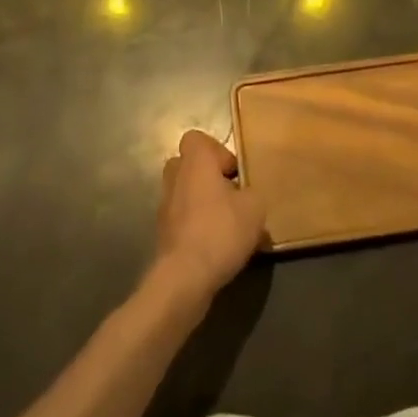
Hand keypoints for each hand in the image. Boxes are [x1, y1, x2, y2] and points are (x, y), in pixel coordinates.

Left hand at [153, 130, 266, 304]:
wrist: (184, 277)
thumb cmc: (220, 230)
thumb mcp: (255, 208)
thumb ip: (253, 193)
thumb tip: (246, 196)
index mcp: (195, 162)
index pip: (197, 139)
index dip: (217, 151)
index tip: (234, 172)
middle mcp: (175, 178)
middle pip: (190, 165)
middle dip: (209, 177)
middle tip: (231, 195)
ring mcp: (165, 206)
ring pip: (186, 193)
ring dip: (203, 203)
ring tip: (227, 225)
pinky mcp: (163, 234)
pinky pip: (183, 219)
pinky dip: (196, 226)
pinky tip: (216, 246)